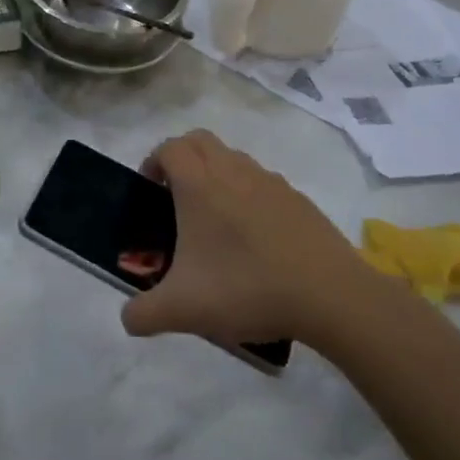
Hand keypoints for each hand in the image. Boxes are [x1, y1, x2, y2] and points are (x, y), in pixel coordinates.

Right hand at [122, 131, 386, 351]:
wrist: (331, 297)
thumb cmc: (246, 289)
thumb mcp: (183, 310)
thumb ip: (143, 314)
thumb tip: (128, 319)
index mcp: (199, 185)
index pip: (169, 148)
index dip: (153, 161)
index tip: (150, 190)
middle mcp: (232, 172)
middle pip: (199, 140)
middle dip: (182, 157)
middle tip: (176, 195)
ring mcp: (270, 183)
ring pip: (234, 158)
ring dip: (216, 173)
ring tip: (215, 218)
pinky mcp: (299, 200)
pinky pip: (263, 183)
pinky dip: (249, 194)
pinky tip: (254, 238)